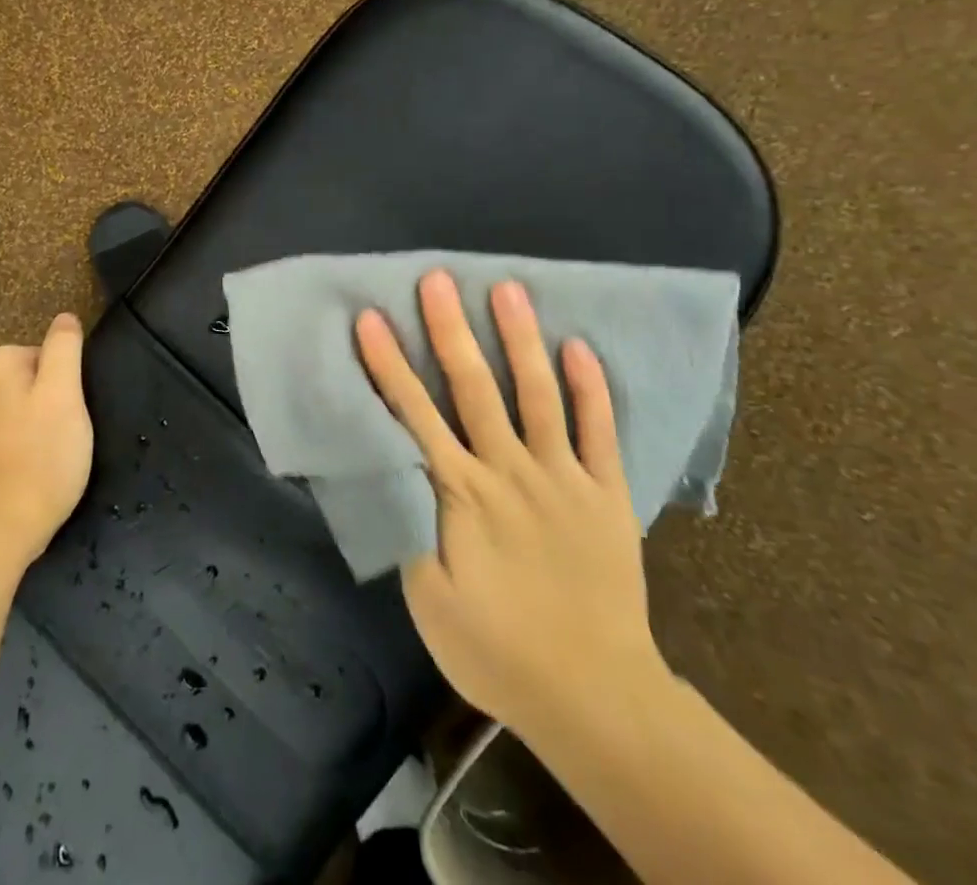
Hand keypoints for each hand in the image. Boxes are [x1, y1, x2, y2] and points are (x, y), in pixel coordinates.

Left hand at [0, 313, 93, 568]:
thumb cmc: (41, 455)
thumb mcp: (66, 393)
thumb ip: (64, 348)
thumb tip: (64, 317)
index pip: (43, 356)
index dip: (63, 384)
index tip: (70, 414)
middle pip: (21, 384)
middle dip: (40, 404)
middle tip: (60, 438)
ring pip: (3, 415)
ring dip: (20, 429)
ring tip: (40, 463)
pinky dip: (1, 456)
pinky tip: (15, 480)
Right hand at [355, 271, 669, 747]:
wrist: (594, 697)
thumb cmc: (495, 649)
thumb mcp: (428, 598)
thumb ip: (407, 525)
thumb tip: (386, 466)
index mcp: (459, 494)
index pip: (413, 415)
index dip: (389, 365)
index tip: (371, 318)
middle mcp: (508, 470)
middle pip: (473, 388)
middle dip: (450, 329)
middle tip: (437, 279)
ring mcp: (562, 477)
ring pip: (537, 394)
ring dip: (520, 339)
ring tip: (508, 289)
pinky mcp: (605, 494)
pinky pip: (599, 432)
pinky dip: (591, 388)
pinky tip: (579, 346)